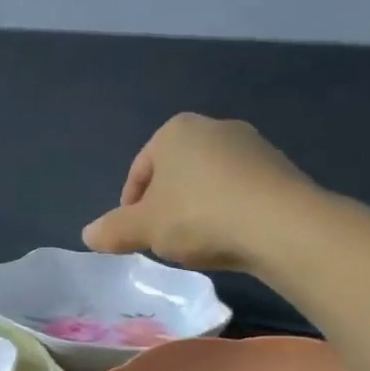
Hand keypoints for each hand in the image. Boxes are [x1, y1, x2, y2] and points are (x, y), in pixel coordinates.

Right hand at [82, 115, 327, 271]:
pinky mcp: (281, 169)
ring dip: (197, 209)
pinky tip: (229, 239)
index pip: (140, 169)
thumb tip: (88, 235)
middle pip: (175, 173)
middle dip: (165, 205)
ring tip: (196, 243)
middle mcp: (214, 127)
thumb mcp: (143, 228)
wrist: (281, 225)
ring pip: (208, 182)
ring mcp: (252, 146)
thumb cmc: (198, 215)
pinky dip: (228, 213)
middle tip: (162, 238)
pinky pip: (240, 192)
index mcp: (175, 131)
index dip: (130, 205)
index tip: (133, 234)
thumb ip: (112, 230)